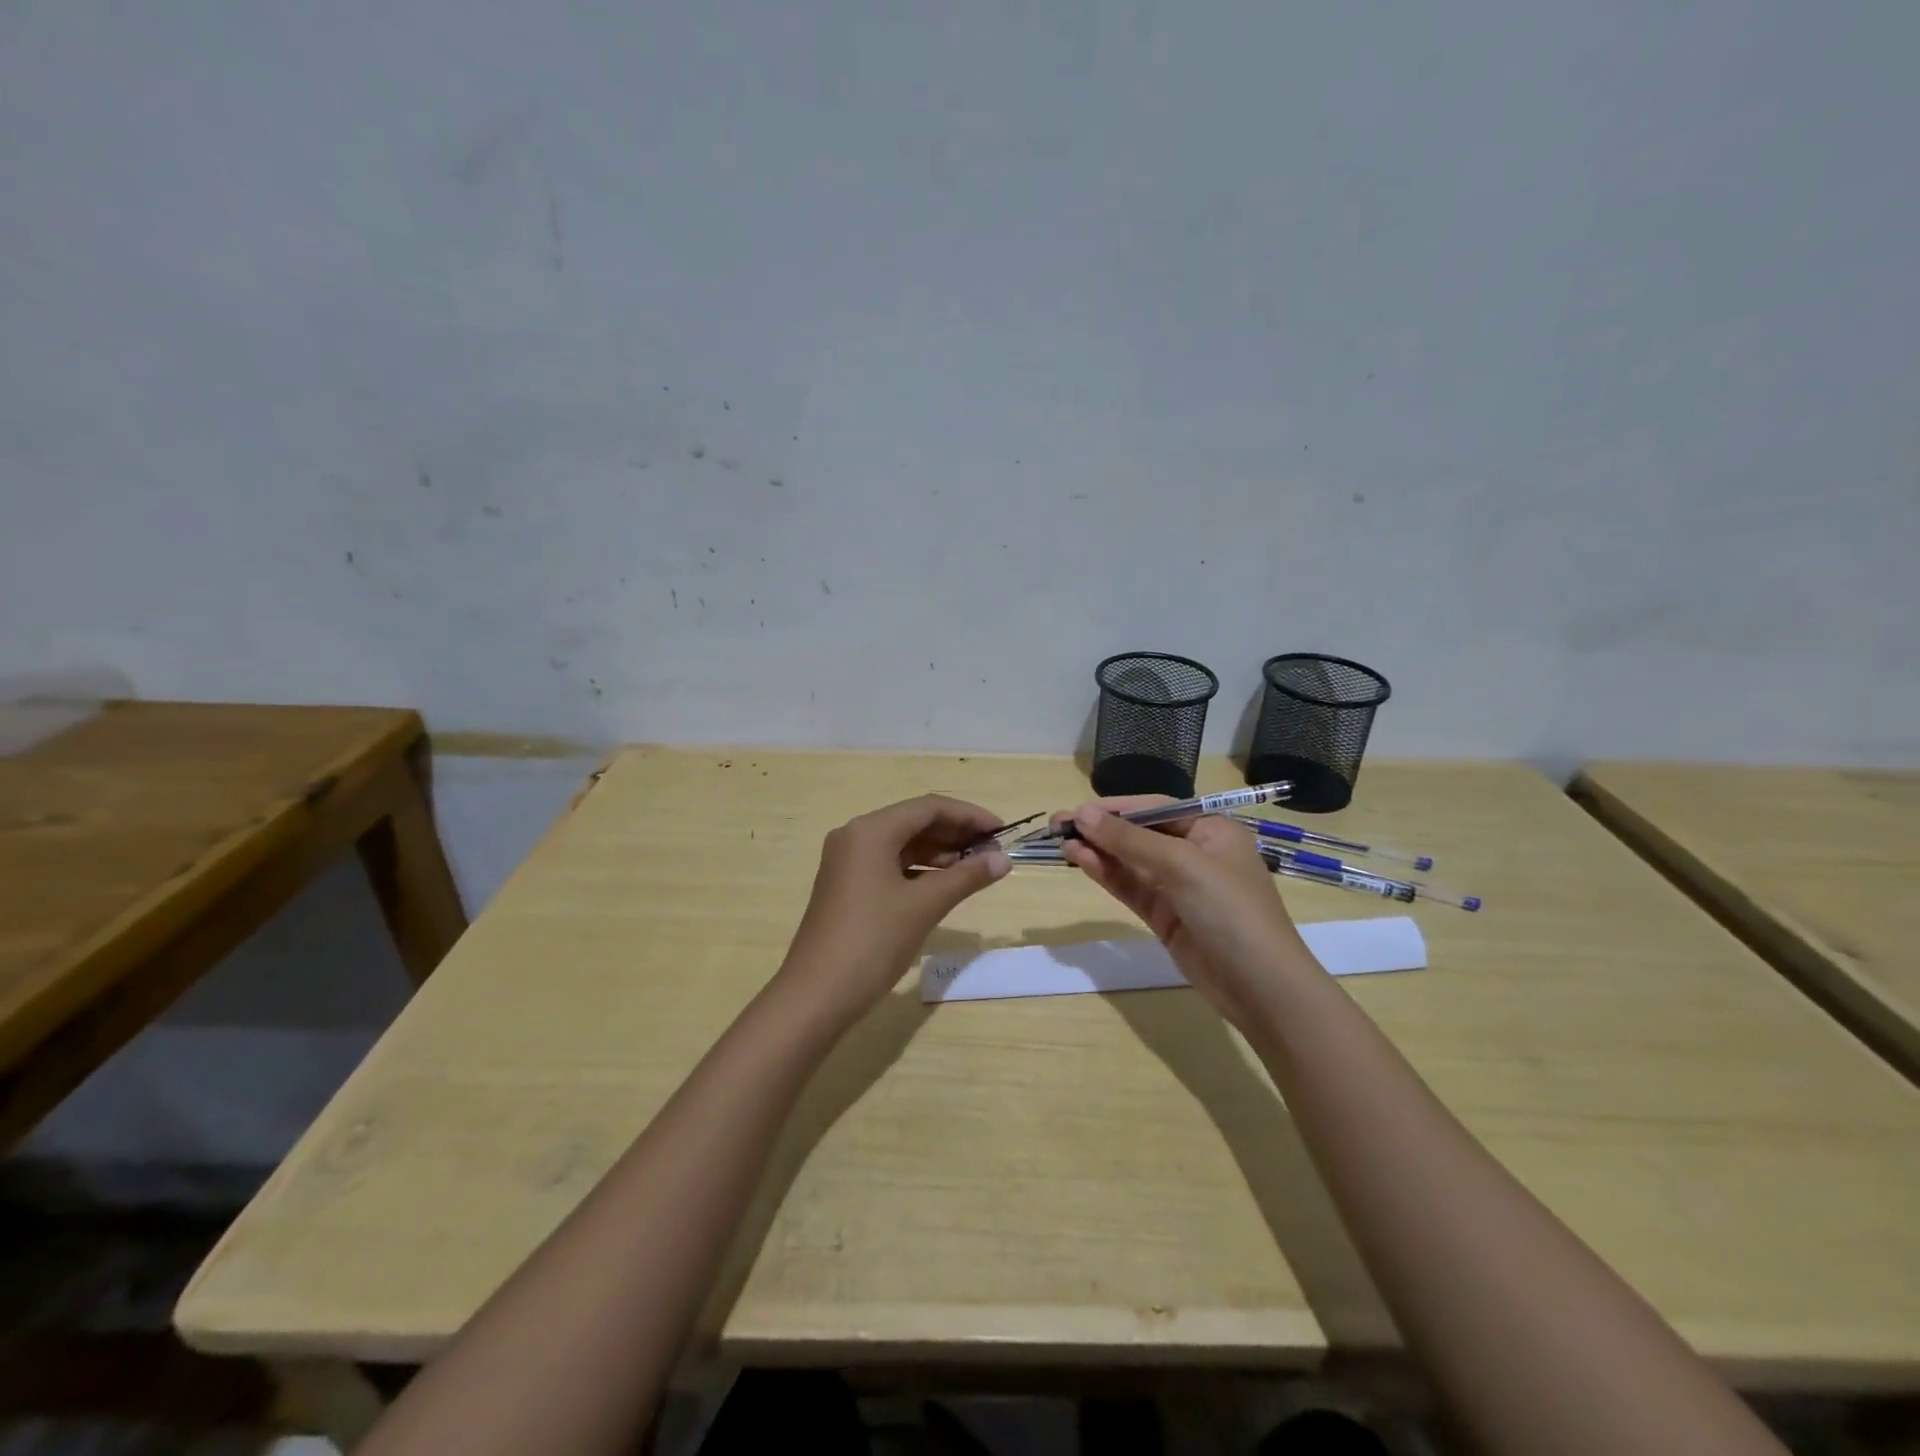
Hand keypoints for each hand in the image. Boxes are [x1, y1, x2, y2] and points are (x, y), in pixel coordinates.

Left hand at [780, 795, 1010, 1021]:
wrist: (817, 994)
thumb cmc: (874, 941)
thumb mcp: (925, 906)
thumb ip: (966, 877)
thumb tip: (1003, 860)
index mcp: (871, 830)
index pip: (929, 807)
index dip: (969, 816)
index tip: (1002, 832)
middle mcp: (855, 836)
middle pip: (914, 822)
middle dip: (955, 833)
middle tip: (992, 851)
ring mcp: (847, 861)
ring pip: (902, 844)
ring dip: (939, 852)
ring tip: (975, 868)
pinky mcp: (846, 885)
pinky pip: (889, 864)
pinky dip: (919, 870)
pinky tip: (944, 884)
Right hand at [1056, 798, 1306, 1023]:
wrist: (1260, 987)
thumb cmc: (1229, 910)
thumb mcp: (1181, 865)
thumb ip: (1130, 839)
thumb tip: (1083, 813)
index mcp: (1211, 829)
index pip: (1155, 807)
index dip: (1114, 807)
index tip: (1075, 810)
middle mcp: (1195, 852)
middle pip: (1139, 833)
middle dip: (1100, 828)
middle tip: (1056, 825)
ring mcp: (1180, 886)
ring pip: (1131, 861)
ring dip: (1098, 851)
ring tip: (1060, 843)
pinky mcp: (1166, 916)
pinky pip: (1131, 887)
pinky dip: (1107, 874)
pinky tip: (1081, 862)